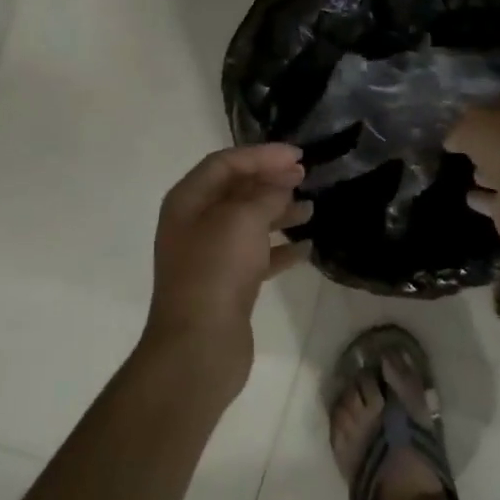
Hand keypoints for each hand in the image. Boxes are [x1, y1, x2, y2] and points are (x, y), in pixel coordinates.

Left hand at [144, 143, 310, 398]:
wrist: (199, 345)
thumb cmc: (216, 271)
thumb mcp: (242, 219)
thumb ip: (265, 194)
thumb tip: (281, 184)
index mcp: (188, 201)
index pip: (225, 163)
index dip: (261, 155)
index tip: (297, 156)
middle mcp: (195, 224)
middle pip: (236, 190)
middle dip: (270, 180)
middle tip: (305, 176)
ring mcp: (210, 256)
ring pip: (248, 223)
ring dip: (279, 212)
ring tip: (311, 209)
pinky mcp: (227, 285)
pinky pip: (257, 256)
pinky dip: (280, 248)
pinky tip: (306, 248)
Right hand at [445, 96, 499, 253]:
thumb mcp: (470, 126)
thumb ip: (458, 130)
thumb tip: (452, 139)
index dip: (483, 108)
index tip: (461, 115)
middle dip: (487, 141)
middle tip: (462, 144)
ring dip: (487, 171)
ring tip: (468, 171)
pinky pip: (497, 199)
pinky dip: (485, 198)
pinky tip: (470, 197)